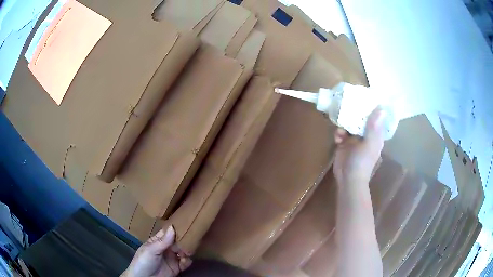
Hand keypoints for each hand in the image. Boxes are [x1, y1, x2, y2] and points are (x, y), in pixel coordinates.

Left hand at [122, 226, 191, 276]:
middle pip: (177, 241)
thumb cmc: (143, 262)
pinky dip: (188, 260)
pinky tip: (186, 259)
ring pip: (183, 251)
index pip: (168, 232)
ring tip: (188, 251)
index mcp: (157, 242)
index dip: (176, 228)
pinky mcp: (177, 268)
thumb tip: (172, 227)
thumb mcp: (151, 250)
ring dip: (187, 250)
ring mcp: (172, 258)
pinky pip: (186, 263)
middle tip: (192, 238)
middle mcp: (166, 248)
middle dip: (184, 239)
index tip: (186, 222)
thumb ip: (163, 241)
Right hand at [333, 107, 385, 185]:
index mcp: (374, 134)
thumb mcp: (369, 143)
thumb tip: (381, 107)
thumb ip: (374, 126)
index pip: (375, 117)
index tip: (364, 98)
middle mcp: (365, 134)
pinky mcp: (344, 143)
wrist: (348, 178)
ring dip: (344, 124)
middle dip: (354, 113)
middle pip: (360, 118)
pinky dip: (338, 133)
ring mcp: (354, 139)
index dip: (371, 107)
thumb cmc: (362, 162)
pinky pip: (340, 132)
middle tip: (347, 106)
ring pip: (349, 124)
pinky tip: (337, 138)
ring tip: (341, 129)